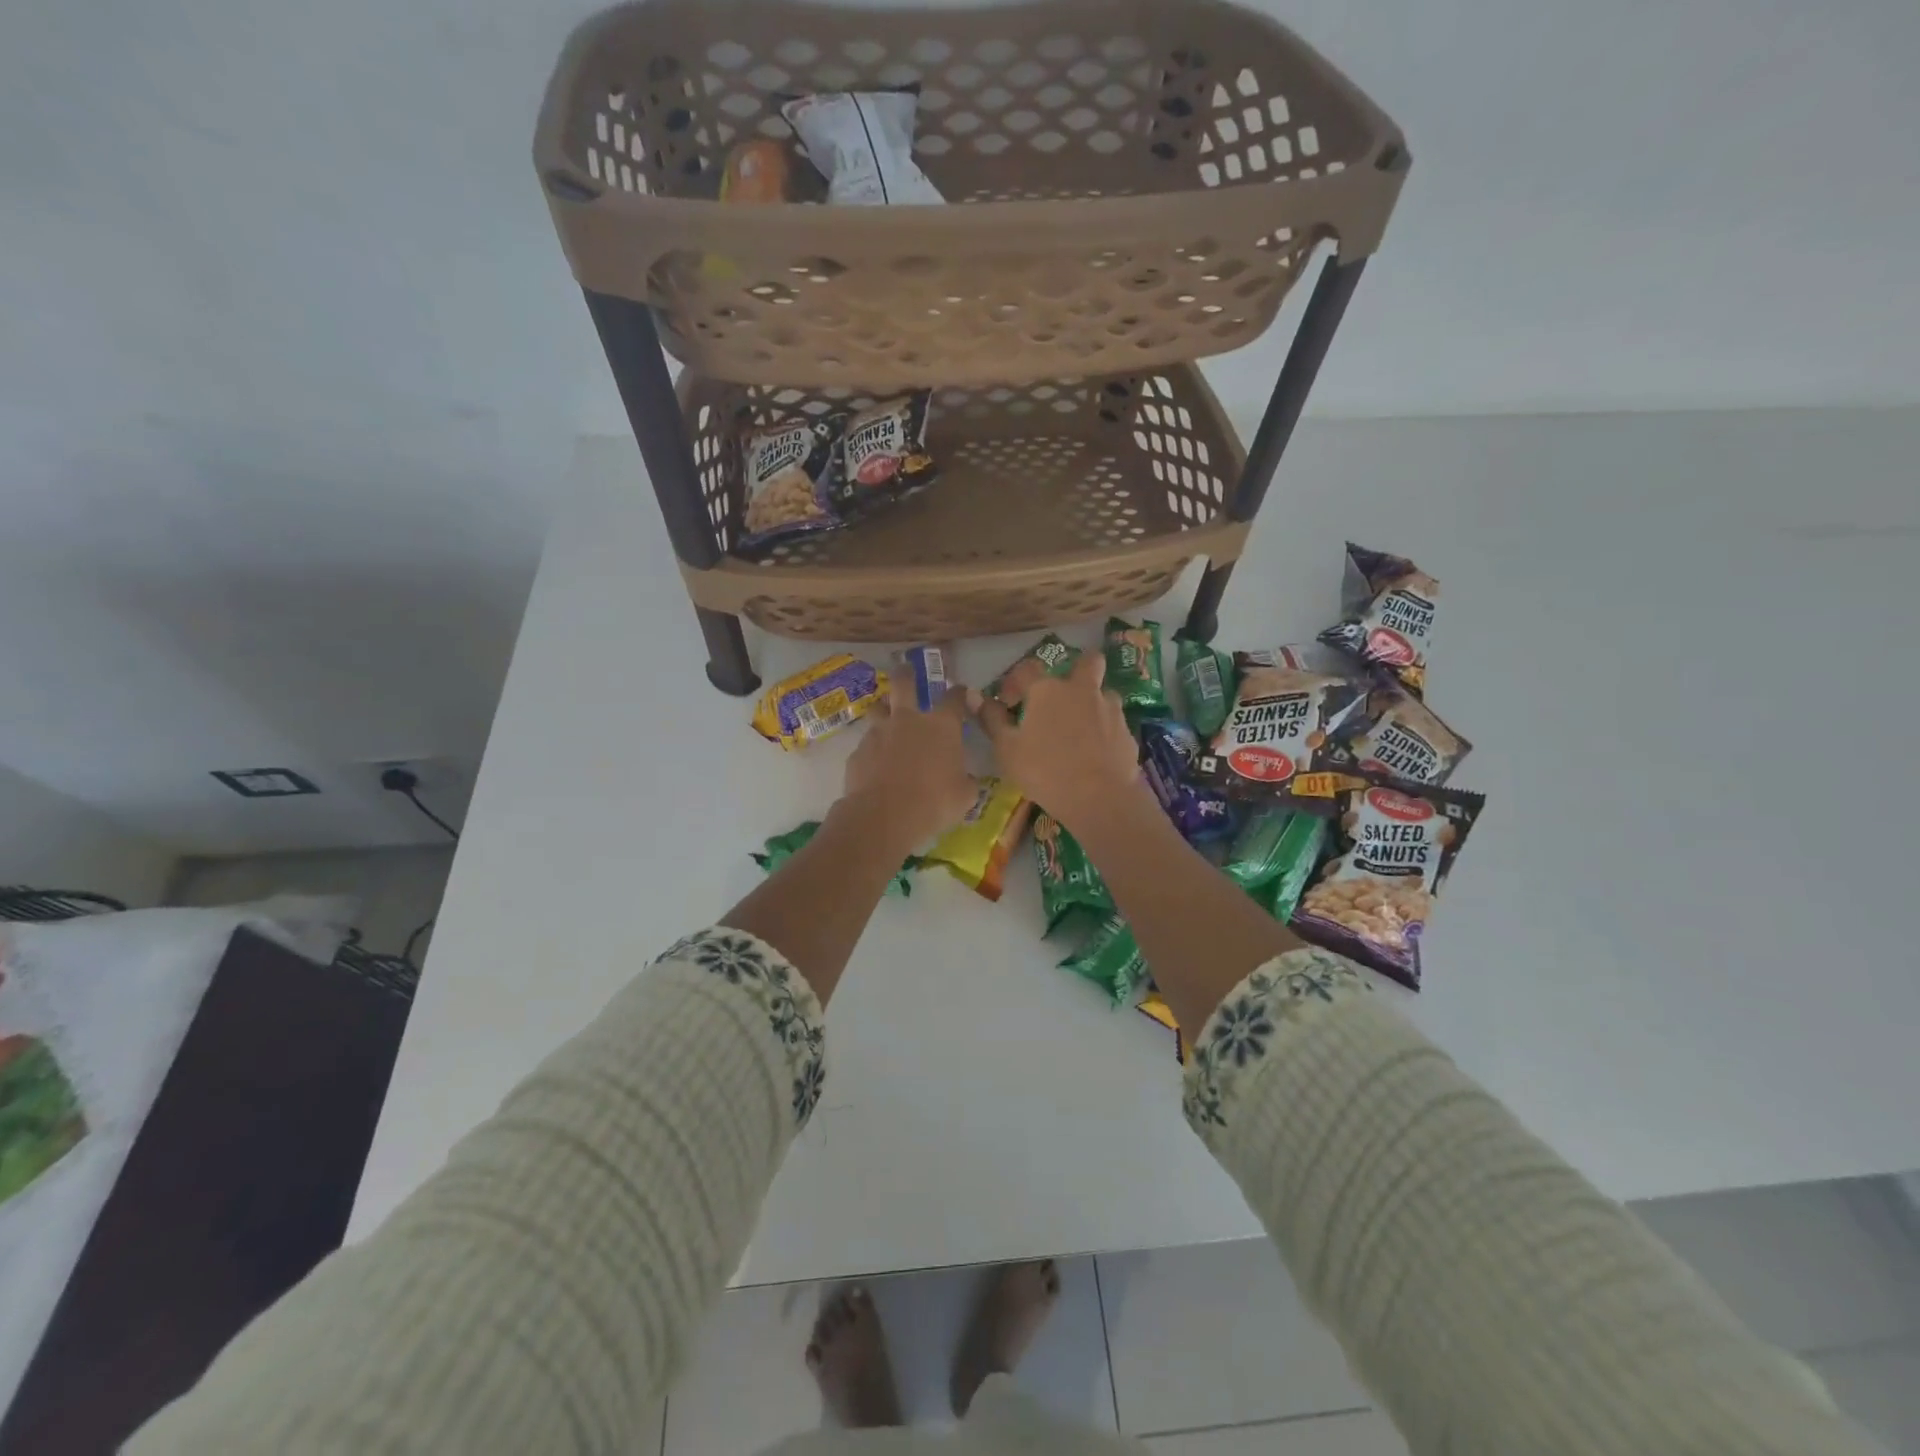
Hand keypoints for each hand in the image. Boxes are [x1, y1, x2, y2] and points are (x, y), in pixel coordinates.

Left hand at [838, 674, 976, 851]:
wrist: (884, 816)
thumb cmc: (934, 803)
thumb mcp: (964, 796)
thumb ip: (966, 781)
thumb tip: (966, 779)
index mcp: (941, 726)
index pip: (954, 699)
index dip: (960, 693)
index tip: (962, 692)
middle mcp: (908, 721)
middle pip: (904, 683)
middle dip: (906, 674)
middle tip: (906, 670)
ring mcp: (879, 733)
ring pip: (878, 709)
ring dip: (883, 710)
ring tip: (885, 716)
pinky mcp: (858, 751)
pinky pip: (866, 744)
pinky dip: (872, 749)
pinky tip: (875, 765)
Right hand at [978, 652, 1140, 831]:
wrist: (1099, 798)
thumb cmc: (1044, 771)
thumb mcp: (1007, 749)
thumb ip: (992, 719)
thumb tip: (976, 696)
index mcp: (1047, 690)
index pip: (1027, 668)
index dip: (1015, 681)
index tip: (1009, 702)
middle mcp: (1081, 689)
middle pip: (1086, 661)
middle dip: (1076, 669)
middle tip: (1062, 695)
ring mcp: (1109, 708)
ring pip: (1103, 693)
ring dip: (1092, 702)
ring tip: (1080, 729)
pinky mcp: (1127, 731)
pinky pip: (1113, 721)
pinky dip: (1104, 730)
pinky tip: (1095, 752)